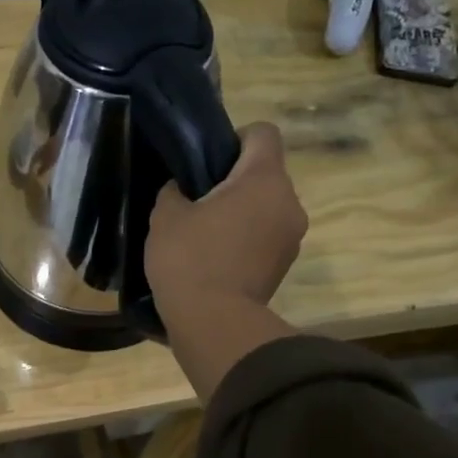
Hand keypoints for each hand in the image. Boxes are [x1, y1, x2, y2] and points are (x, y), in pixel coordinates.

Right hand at [147, 123, 307, 321]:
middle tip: (198, 200)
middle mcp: (289, 202)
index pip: (263, 133)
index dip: (234, 138)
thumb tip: (183, 190)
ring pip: (266, 207)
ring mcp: (291, 237)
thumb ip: (175, 191)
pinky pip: (265, 236)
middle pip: (265, 173)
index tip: (207, 160)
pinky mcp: (284, 265)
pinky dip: (245, 239)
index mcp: (264, 179)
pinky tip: (215, 257)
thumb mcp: (165, 216)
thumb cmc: (189, 260)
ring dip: (241, 213)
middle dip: (235, 181)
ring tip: (205, 233)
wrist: (213, 324)